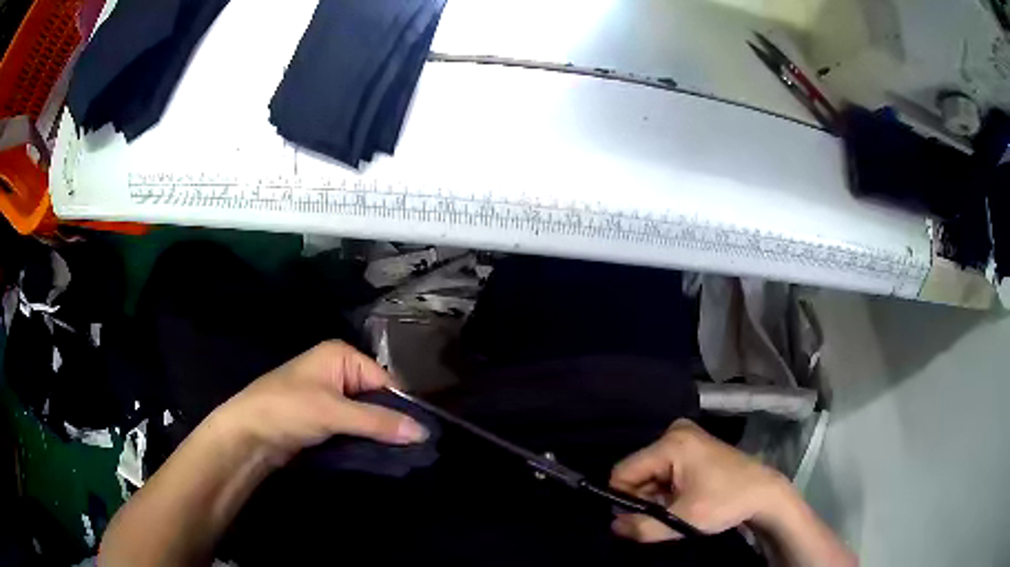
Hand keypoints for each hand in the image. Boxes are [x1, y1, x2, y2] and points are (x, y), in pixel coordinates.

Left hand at [209, 340, 427, 464]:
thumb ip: (379, 421)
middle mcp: (338, 370)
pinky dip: (364, 439)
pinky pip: (353, 426)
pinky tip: (377, 455)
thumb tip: (423, 432)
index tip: (418, 436)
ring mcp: (330, 395)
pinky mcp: (324, 418)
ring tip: (399, 456)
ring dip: (378, 434)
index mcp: (341, 355)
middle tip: (410, 449)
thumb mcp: (335, 412)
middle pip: (377, 397)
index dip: (401, 407)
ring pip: (366, 415)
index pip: (385, 380)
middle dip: (390, 422)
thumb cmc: (289, 410)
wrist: (248, 433)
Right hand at [609, 418, 789, 541]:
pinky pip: (662, 469)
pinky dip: (665, 489)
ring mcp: (684, 436)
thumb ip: (643, 526)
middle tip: (664, 515)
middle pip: (637, 472)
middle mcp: (674, 432)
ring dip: (654, 495)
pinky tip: (682, 499)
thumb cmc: (727, 503)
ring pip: (648, 473)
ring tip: (676, 508)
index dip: (624, 500)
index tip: (641, 519)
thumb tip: (612, 526)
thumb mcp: (683, 521)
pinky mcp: (691, 444)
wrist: (764, 493)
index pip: (623, 472)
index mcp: (671, 443)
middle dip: (643, 498)